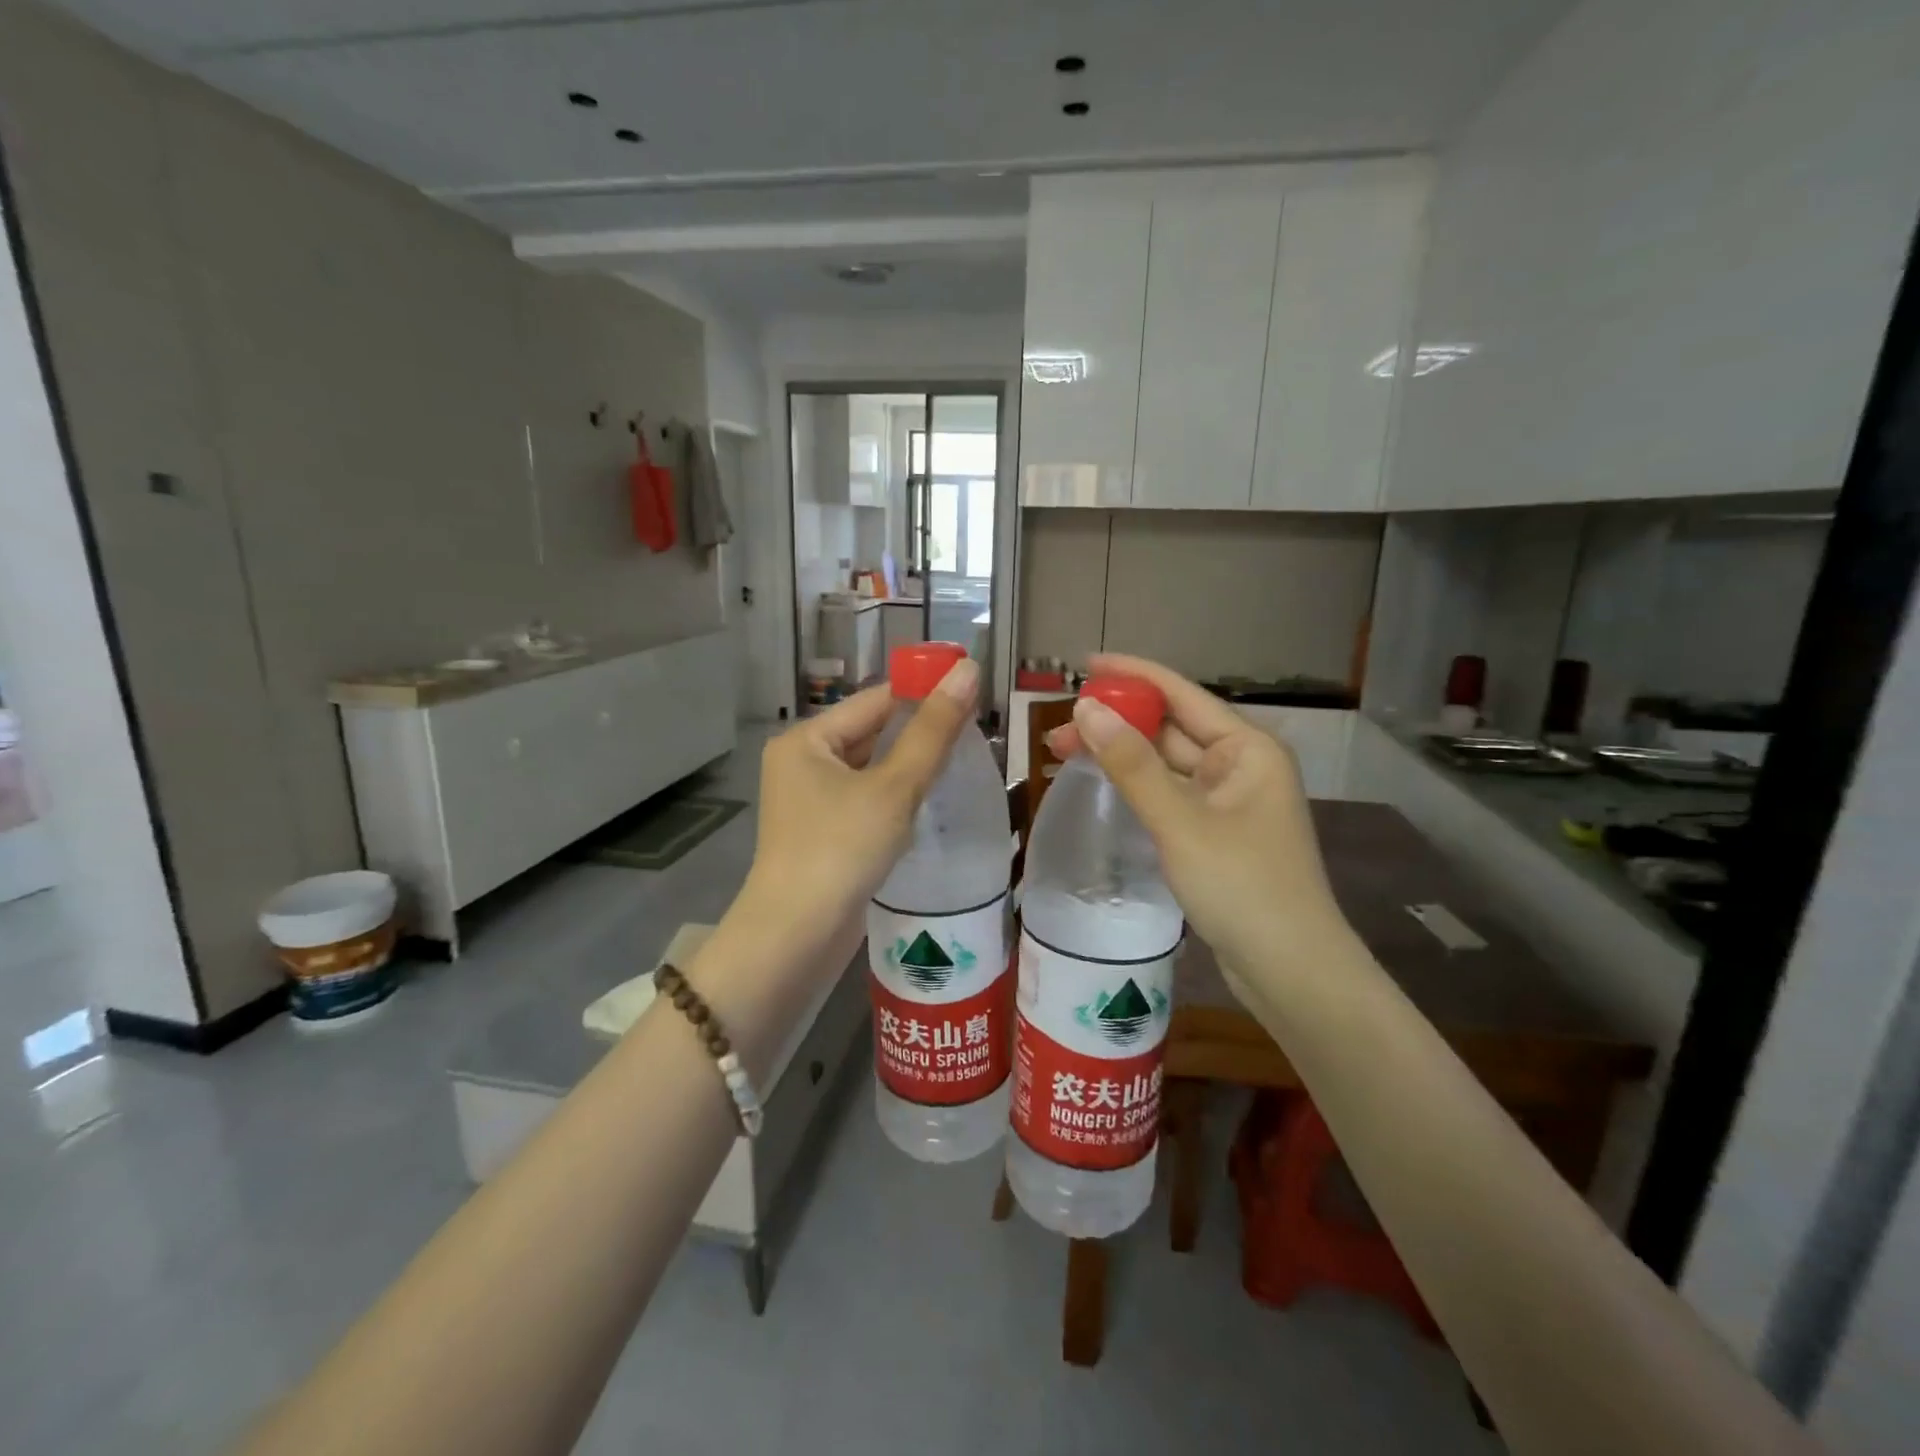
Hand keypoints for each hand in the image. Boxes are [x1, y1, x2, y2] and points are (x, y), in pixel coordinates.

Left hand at [736, 658, 978, 949]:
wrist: (796, 937)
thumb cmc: (841, 850)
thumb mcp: (894, 787)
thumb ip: (933, 731)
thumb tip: (968, 670)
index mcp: (806, 739)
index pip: (875, 700)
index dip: (923, 693)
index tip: (973, 694)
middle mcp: (802, 762)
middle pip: (872, 733)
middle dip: (920, 733)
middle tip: (976, 734)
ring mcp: (809, 800)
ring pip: (871, 769)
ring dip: (911, 767)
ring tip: (963, 764)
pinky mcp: (823, 832)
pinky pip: (866, 799)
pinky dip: (897, 797)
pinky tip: (931, 802)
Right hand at [1046, 654, 1347, 976]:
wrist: (1289, 970)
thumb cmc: (1242, 887)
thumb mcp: (1180, 822)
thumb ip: (1132, 765)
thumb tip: (1085, 709)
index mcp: (1247, 748)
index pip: (1181, 694)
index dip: (1132, 675)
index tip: (1084, 664)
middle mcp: (1240, 765)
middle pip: (1169, 728)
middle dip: (1116, 722)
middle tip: (1058, 726)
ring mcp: (1227, 801)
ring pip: (1165, 764)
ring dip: (1120, 755)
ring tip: (1063, 752)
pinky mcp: (1214, 832)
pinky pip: (1168, 794)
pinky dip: (1135, 786)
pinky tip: (1101, 783)